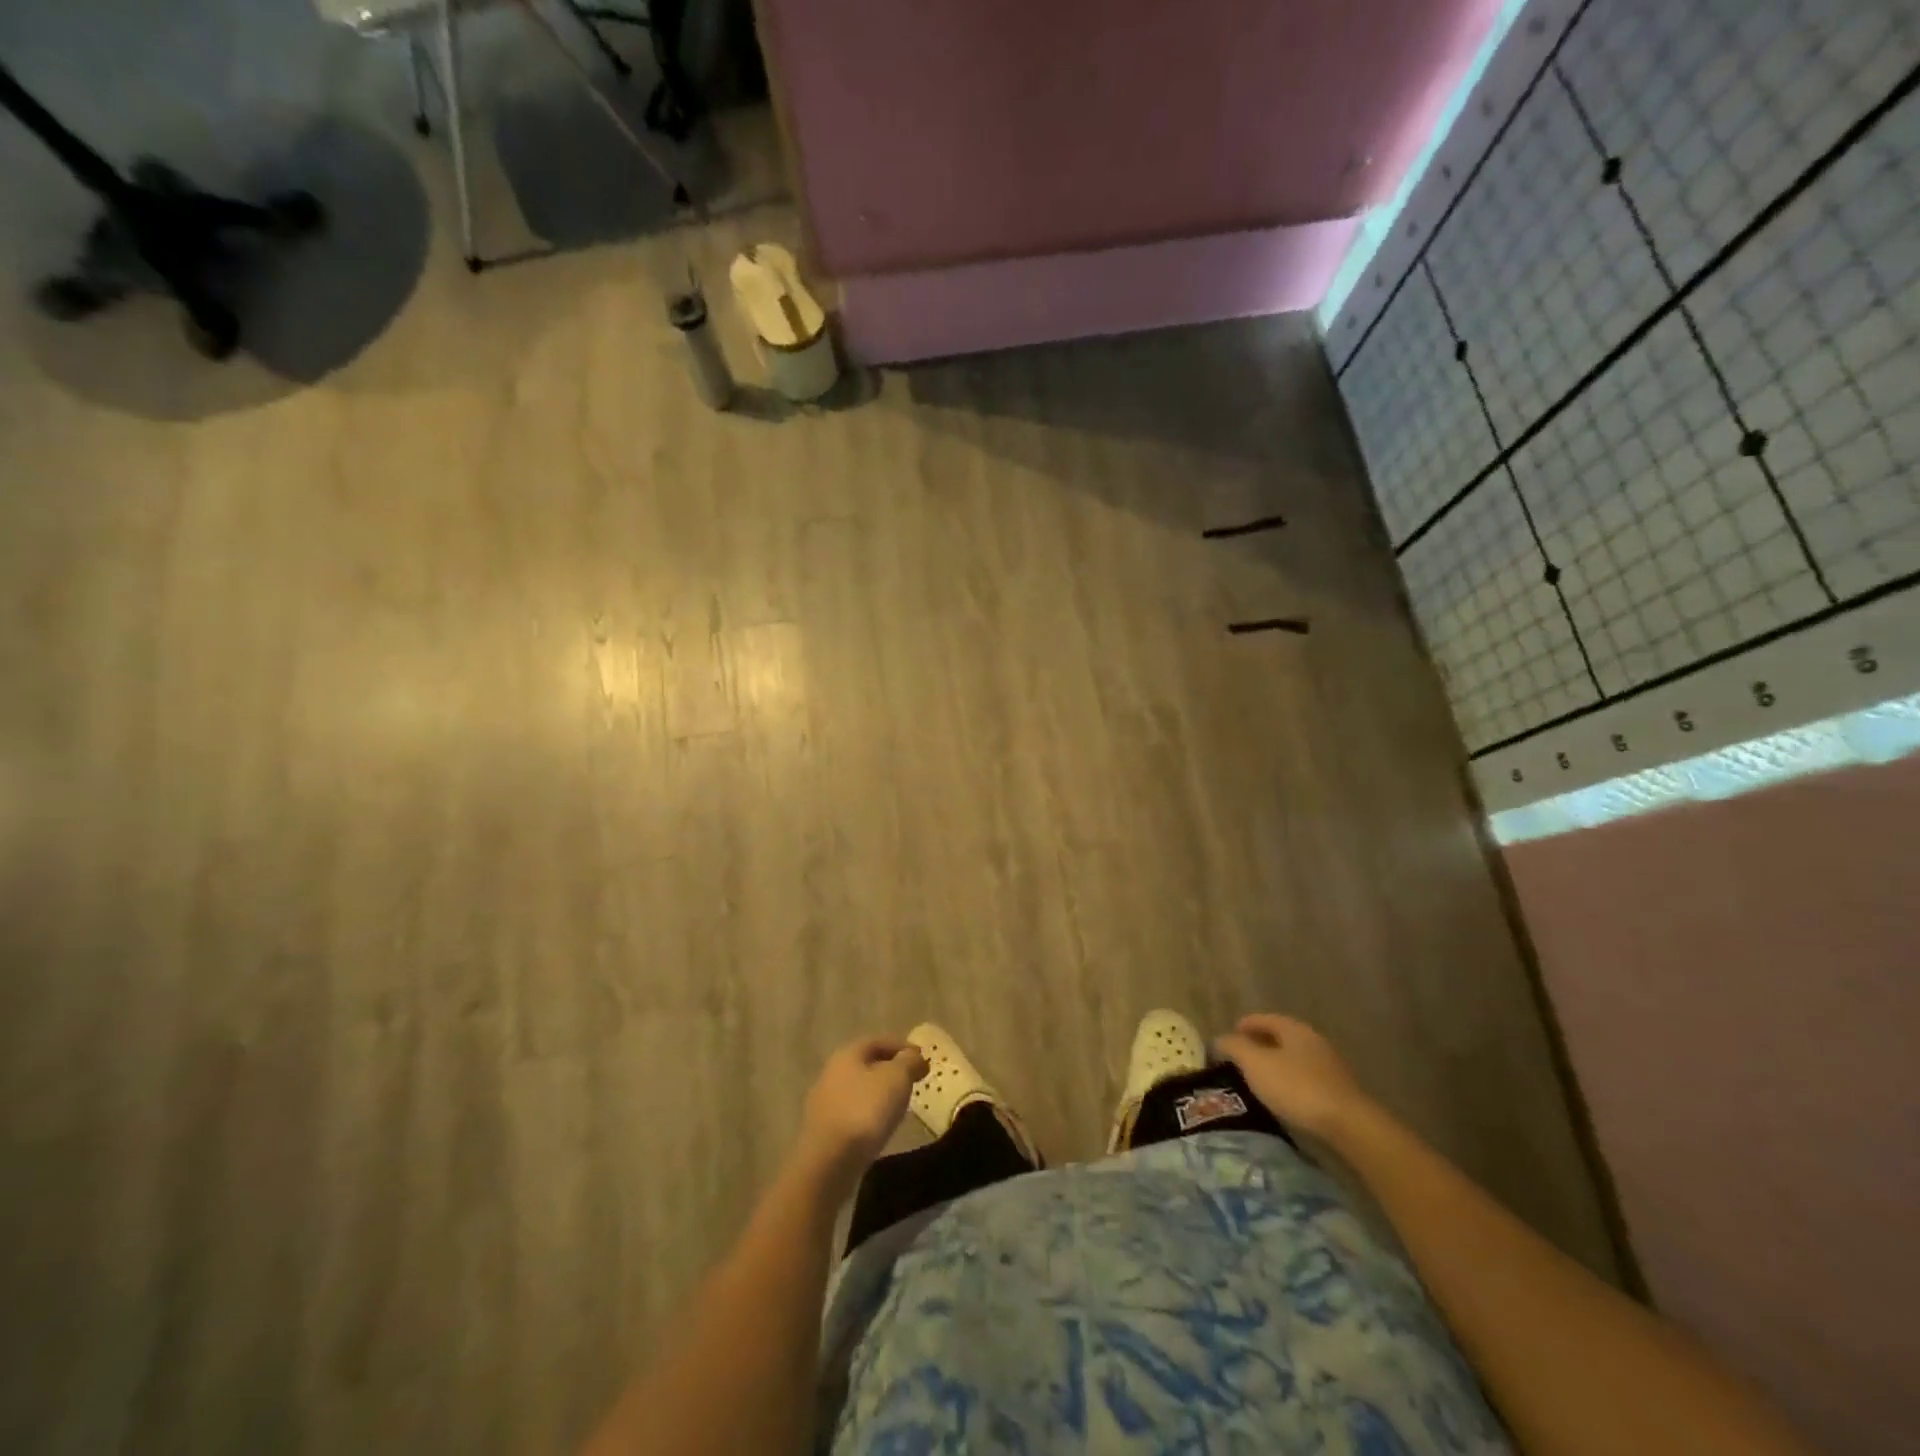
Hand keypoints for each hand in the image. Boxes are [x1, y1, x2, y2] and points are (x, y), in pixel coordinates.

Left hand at [796, 1036, 927, 1182]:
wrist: (829, 1162)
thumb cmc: (866, 1111)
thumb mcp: (897, 1078)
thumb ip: (909, 1062)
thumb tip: (914, 1056)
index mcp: (847, 1054)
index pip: (878, 1041)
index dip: (903, 1046)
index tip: (923, 1058)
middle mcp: (831, 1073)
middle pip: (866, 1064)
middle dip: (891, 1070)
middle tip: (913, 1080)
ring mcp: (824, 1103)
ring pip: (859, 1089)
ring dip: (880, 1093)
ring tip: (900, 1105)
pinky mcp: (823, 1131)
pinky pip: (852, 1112)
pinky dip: (869, 1113)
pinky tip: (881, 1127)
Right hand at [1216, 1014, 1370, 1136]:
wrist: (1348, 1125)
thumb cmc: (1296, 1087)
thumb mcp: (1255, 1064)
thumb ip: (1234, 1047)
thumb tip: (1219, 1039)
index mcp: (1294, 1028)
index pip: (1263, 1018)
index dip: (1243, 1026)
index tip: (1228, 1039)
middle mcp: (1313, 1040)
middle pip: (1280, 1037)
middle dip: (1259, 1045)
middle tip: (1239, 1060)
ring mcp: (1329, 1065)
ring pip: (1293, 1058)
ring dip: (1275, 1064)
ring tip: (1257, 1080)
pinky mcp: (1338, 1090)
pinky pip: (1305, 1078)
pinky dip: (1290, 1081)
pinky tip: (1282, 1096)